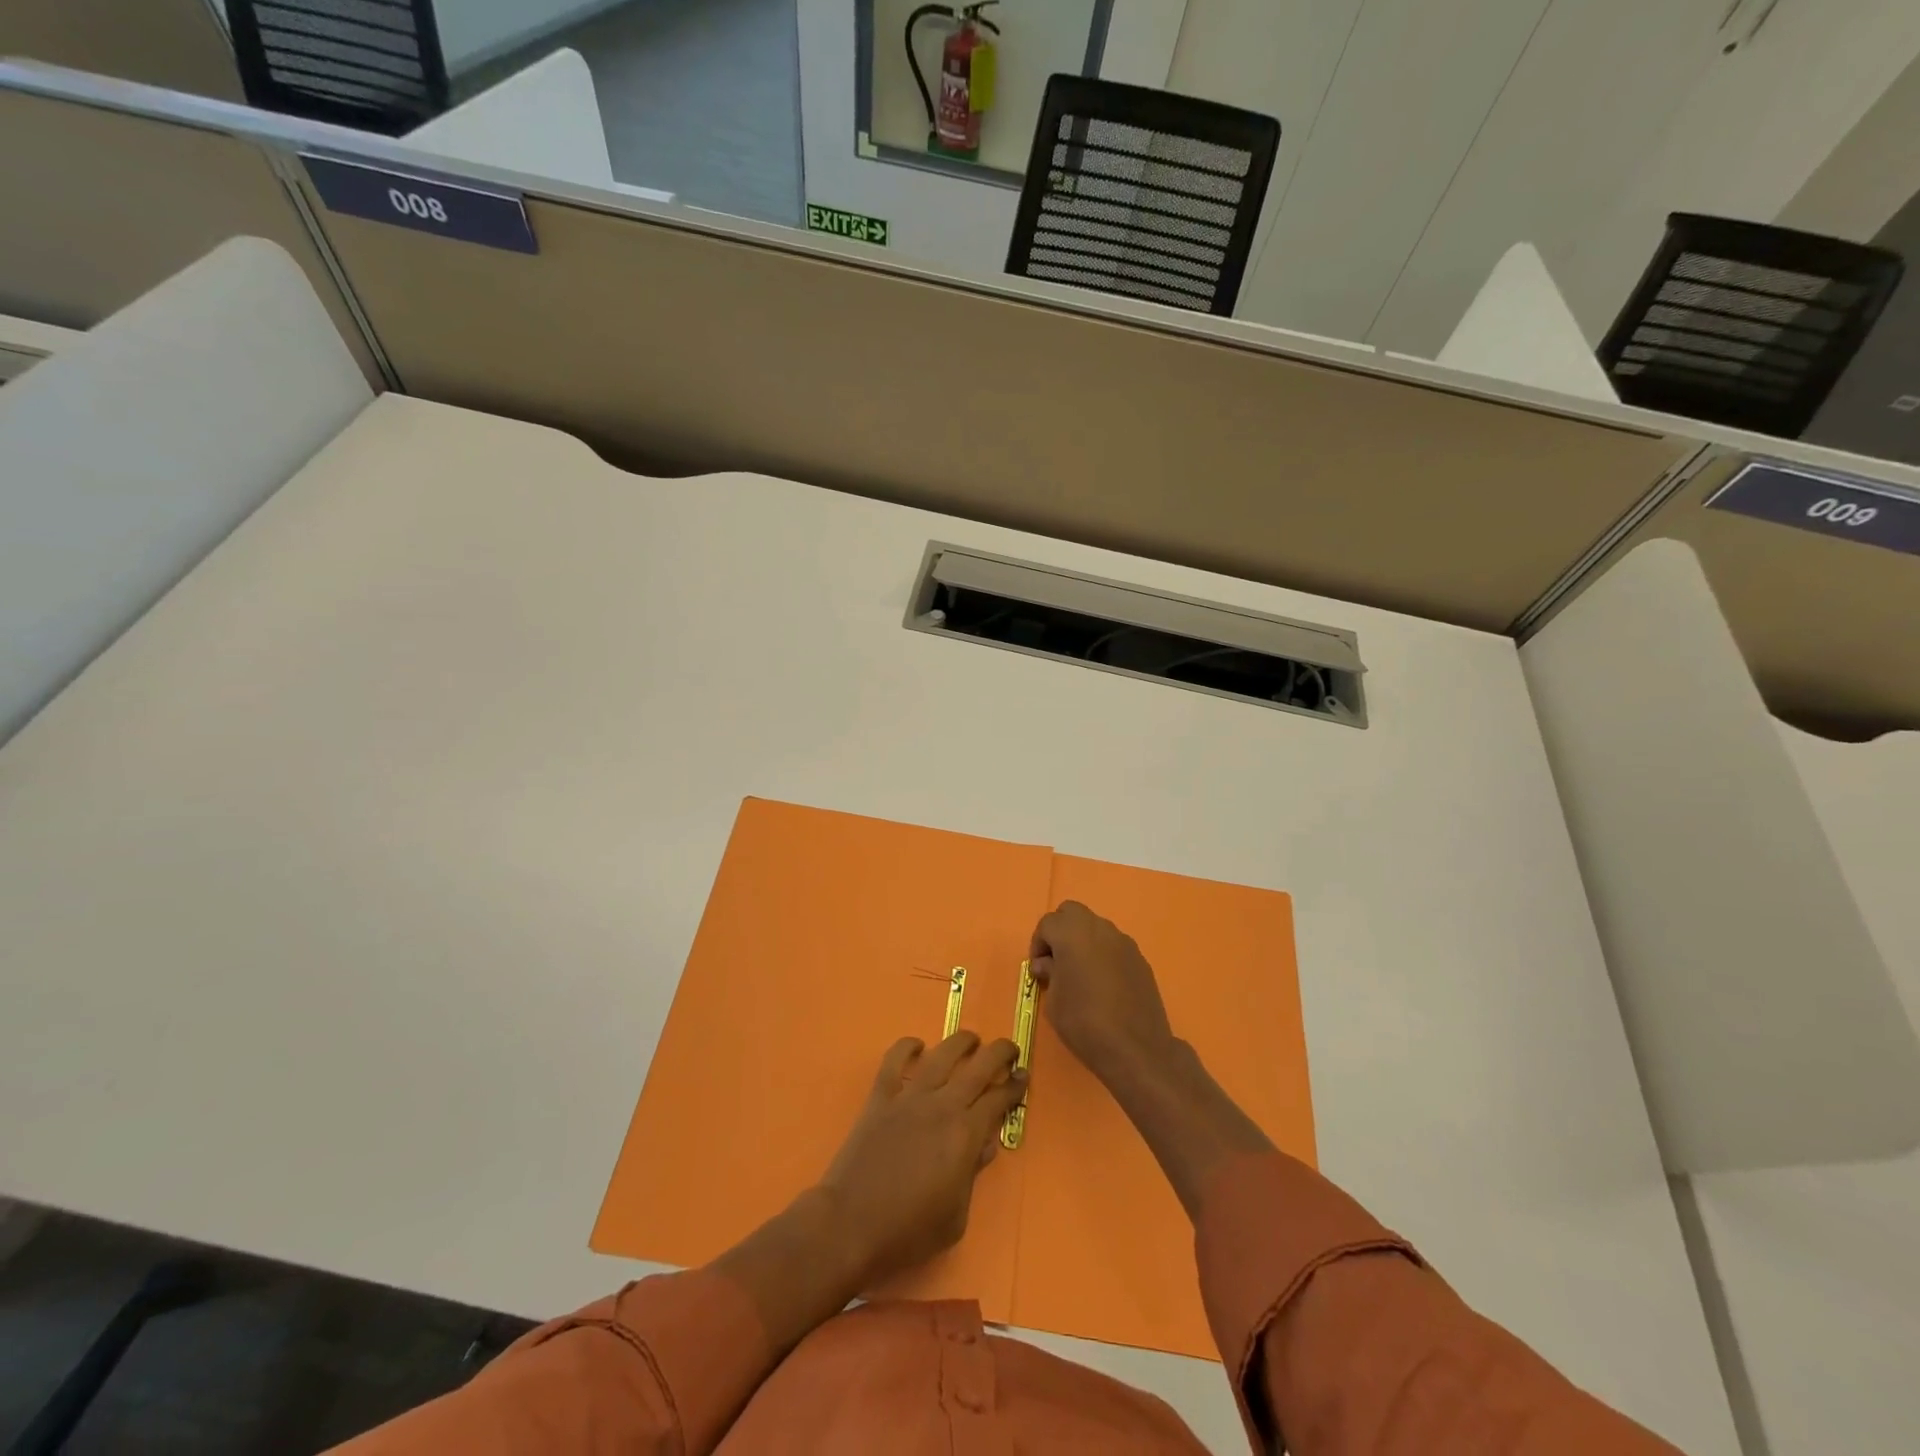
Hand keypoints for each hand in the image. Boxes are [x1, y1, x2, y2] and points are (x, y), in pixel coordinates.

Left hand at [819, 1031, 1026, 1287]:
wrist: (850, 1225)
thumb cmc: (908, 1231)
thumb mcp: (956, 1217)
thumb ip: (973, 1174)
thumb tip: (985, 1143)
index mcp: (965, 1134)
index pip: (998, 1099)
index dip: (1014, 1086)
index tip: (1023, 1076)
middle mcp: (942, 1105)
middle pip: (978, 1066)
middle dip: (999, 1053)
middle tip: (1009, 1049)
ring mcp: (909, 1097)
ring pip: (941, 1055)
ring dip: (961, 1042)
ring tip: (972, 1039)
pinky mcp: (880, 1097)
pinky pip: (894, 1060)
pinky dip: (907, 1047)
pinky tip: (917, 1045)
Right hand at [1029, 900, 1177, 1087]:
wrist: (1136, 1048)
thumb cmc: (1084, 1023)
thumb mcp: (1054, 1001)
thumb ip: (1049, 973)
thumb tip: (1048, 964)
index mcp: (1072, 934)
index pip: (1047, 923)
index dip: (1038, 944)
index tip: (1039, 970)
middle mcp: (1099, 928)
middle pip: (1072, 913)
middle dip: (1060, 931)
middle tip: (1057, 962)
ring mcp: (1123, 942)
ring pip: (1095, 927)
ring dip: (1083, 941)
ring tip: (1081, 974)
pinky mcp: (1140, 958)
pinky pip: (1114, 945)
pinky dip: (1103, 954)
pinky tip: (1104, 984)